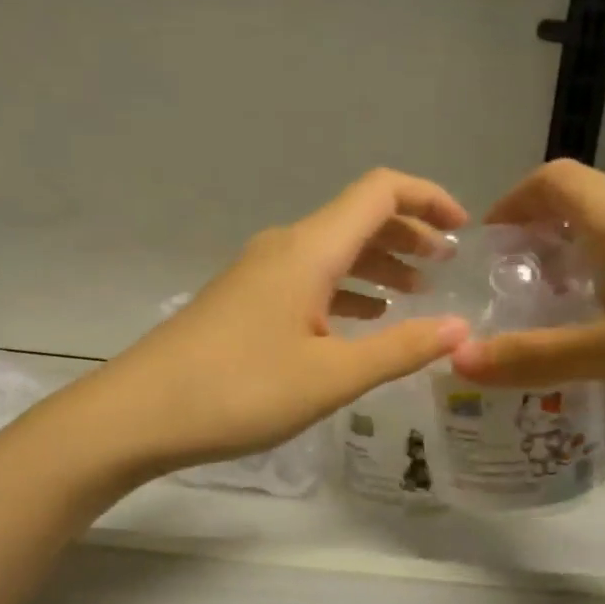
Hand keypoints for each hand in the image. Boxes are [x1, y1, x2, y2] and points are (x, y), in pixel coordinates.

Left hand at [94, 169, 471, 473]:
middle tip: (448, 268)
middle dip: (409, 235)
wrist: (139, 412)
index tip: (465, 230)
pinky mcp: (243, 301)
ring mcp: (258, 273)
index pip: (379, 191)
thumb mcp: (331, 376)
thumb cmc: (240, 390)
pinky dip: (345, 289)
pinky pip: (308, 279)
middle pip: (357, 219)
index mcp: (309, 249)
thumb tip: (459, 329)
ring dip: (377, 264)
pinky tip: (361, 321)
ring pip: (332, 252)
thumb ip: (399, 349)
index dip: (428, 197)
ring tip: (416, 295)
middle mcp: (284, 247)